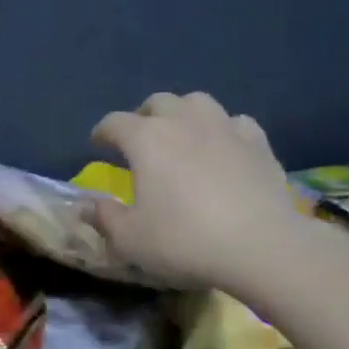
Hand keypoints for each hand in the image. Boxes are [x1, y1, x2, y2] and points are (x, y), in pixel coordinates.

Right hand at [89, 92, 300, 290]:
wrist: (261, 246)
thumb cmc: (185, 242)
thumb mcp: (131, 240)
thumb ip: (105, 218)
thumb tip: (88, 205)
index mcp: (146, 139)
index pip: (114, 123)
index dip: (102, 132)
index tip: (98, 144)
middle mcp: (183, 121)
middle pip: (158, 102)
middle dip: (144, 116)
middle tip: (141, 139)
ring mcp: (224, 127)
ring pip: (198, 102)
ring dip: (184, 113)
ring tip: (183, 134)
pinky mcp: (258, 142)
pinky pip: (235, 122)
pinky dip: (224, 130)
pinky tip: (225, 147)